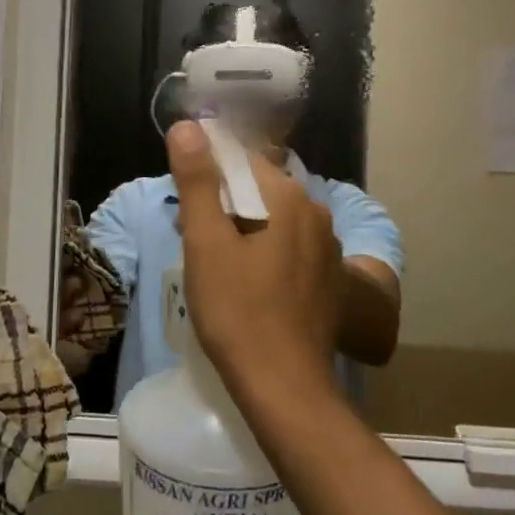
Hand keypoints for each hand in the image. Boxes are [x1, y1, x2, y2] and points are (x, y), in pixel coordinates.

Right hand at [165, 119, 342, 396]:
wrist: (285, 389)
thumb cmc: (238, 311)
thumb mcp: (206, 242)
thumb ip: (197, 180)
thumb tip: (187, 125)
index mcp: (288, 195)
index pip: (239, 161)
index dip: (207, 179)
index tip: (187, 212)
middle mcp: (315, 211)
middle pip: (257, 190)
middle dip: (222, 207)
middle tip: (194, 243)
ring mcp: (326, 246)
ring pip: (272, 220)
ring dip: (241, 232)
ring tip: (215, 269)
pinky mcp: (328, 277)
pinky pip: (288, 247)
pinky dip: (263, 254)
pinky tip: (246, 288)